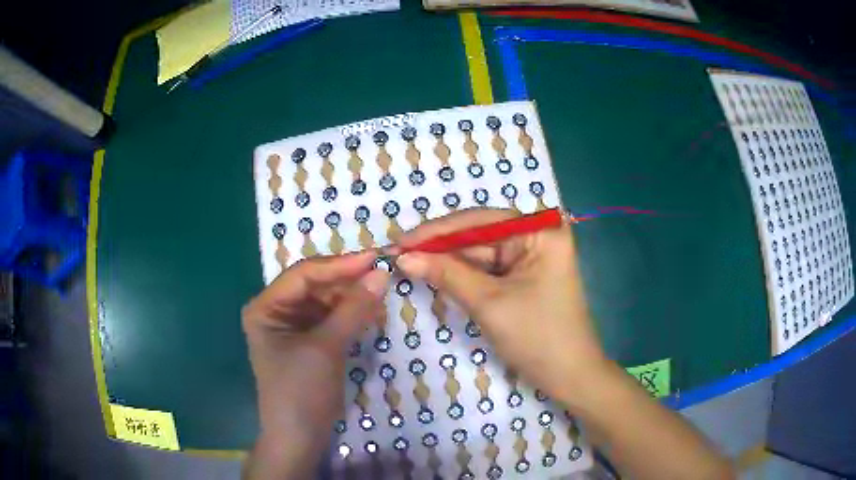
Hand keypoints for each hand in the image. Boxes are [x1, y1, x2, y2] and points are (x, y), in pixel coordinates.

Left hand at [241, 252, 388, 478]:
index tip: (375, 258)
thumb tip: (381, 274)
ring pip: (326, 301)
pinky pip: (331, 319)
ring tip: (381, 296)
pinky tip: (371, 314)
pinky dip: (351, 316)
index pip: (304, 274)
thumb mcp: (326, 348)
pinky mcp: (308, 341)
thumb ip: (353, 309)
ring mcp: (293, 327)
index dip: (340, 264)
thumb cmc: (302, 391)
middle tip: (383, 276)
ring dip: (352, 299)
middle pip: (315, 285)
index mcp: (266, 307)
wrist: (299, 438)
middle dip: (348, 282)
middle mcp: (276, 311)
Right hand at [395, 208, 606, 401]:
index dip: (437, 231)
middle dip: (439, 246)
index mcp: (541, 232)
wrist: (569, 376)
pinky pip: (487, 269)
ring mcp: (531, 256)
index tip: (400, 240)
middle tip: (397, 253)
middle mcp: (538, 236)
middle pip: (479, 235)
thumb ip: (446, 274)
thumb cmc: (537, 338)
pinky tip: (434, 272)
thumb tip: (404, 257)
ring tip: (408, 262)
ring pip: (480, 253)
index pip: (480, 221)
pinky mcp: (524, 276)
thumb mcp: (489, 304)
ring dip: (446, 260)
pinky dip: (462, 274)